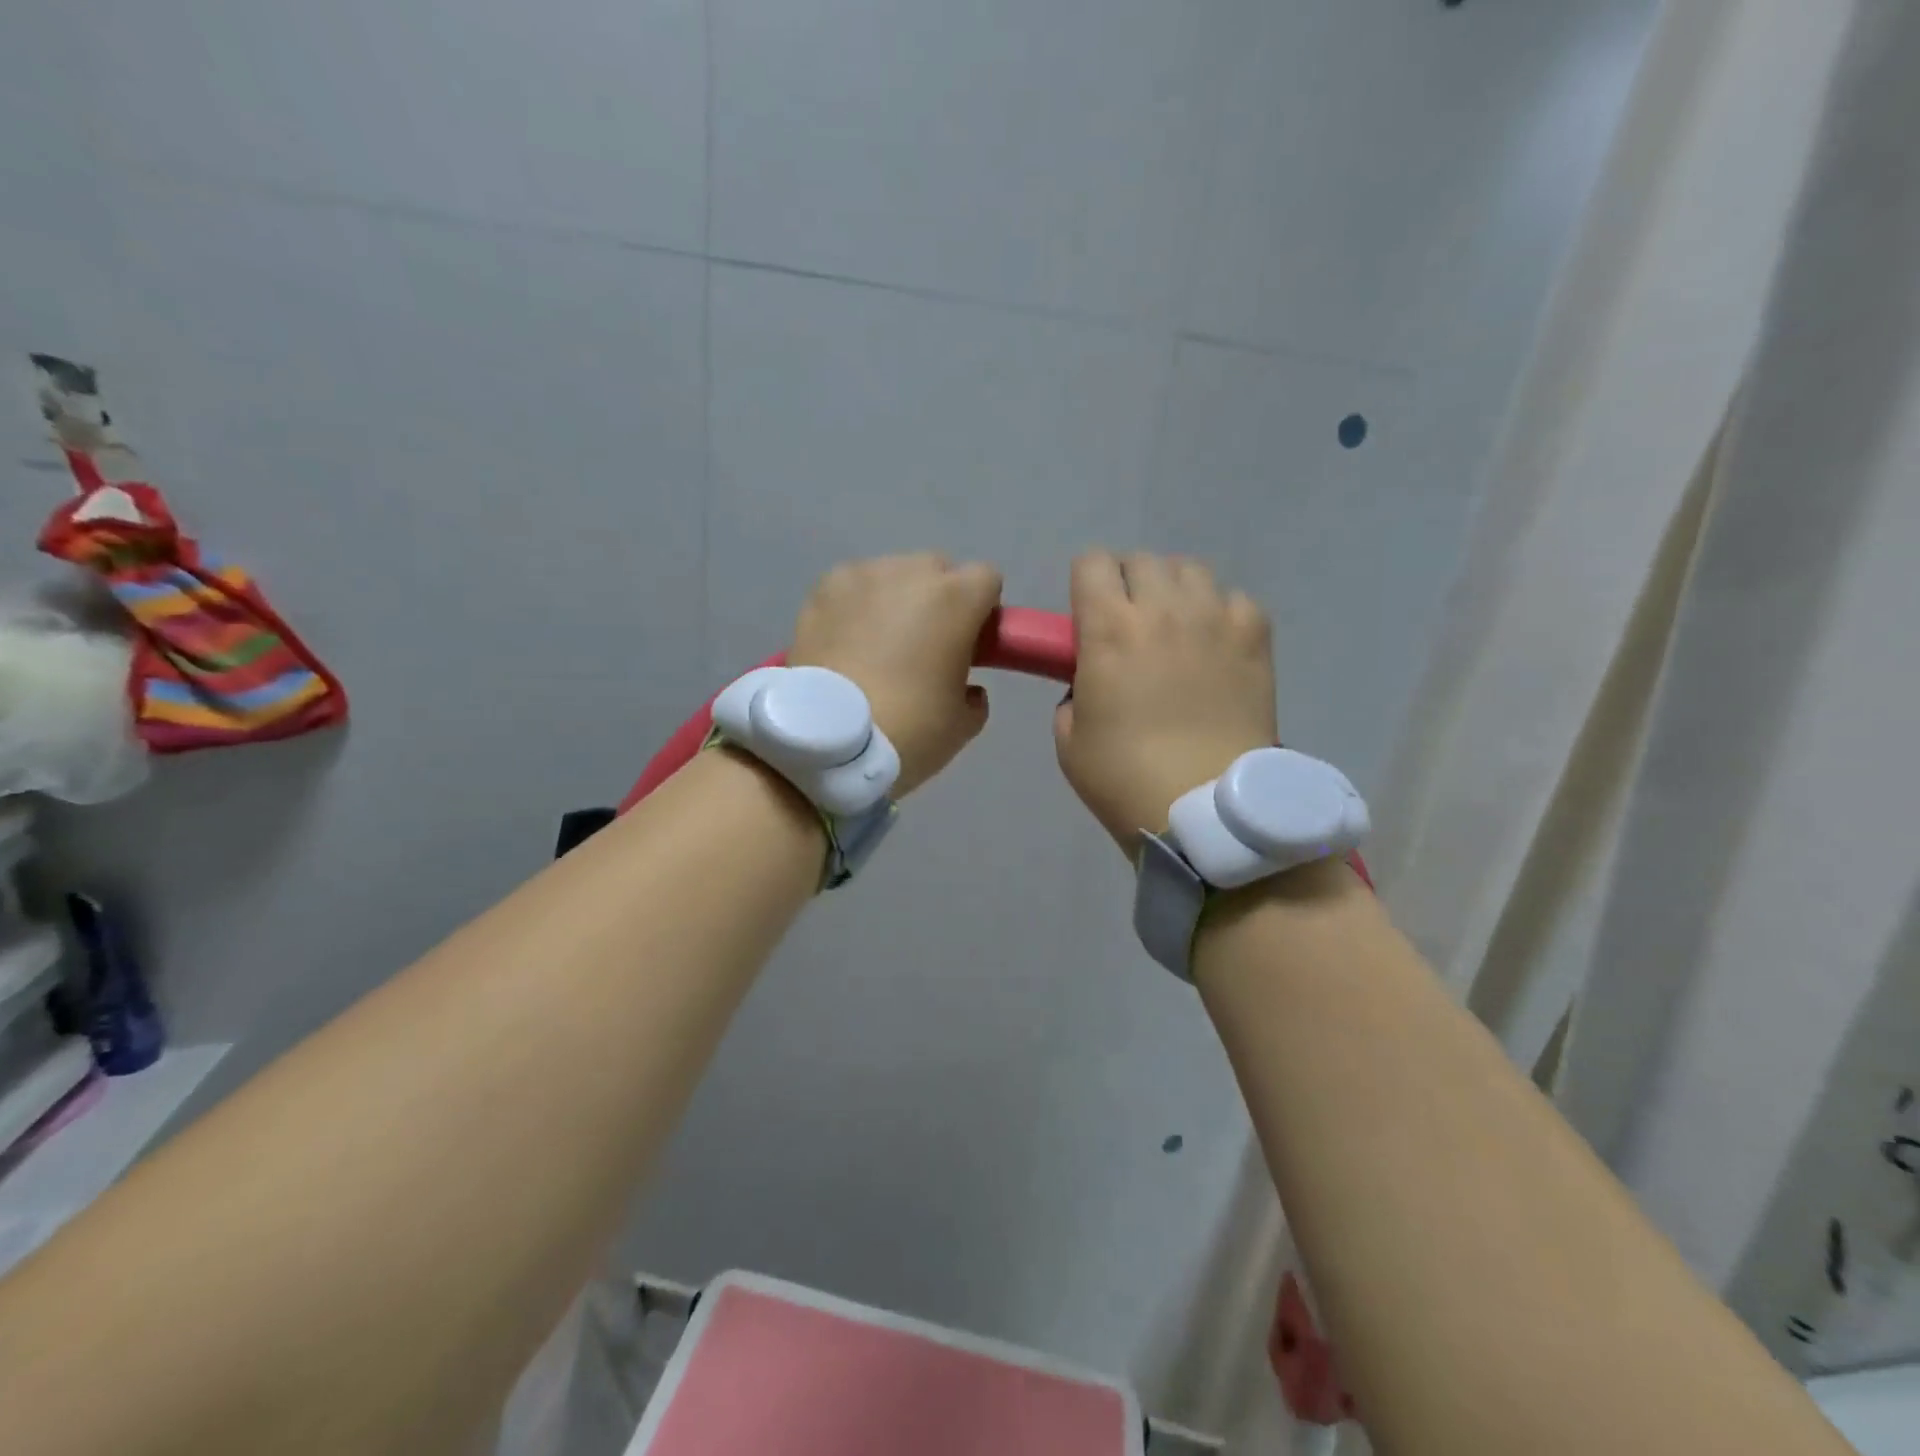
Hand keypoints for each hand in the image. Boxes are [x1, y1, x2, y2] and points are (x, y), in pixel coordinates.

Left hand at [790, 554, 1002, 796]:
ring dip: (894, 600)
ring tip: (877, 647)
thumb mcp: (962, 725)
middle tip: (924, 647)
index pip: (986, 579)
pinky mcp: (822, 590)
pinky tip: (845, 643)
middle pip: (937, 571)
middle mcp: (910, 572)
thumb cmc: (908, 729)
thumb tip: (966, 688)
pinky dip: (855, 607)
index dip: (981, 610)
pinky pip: (852, 588)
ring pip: (891, 575)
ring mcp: (862, 576)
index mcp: (956, 599)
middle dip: (937, 600)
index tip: (970, 643)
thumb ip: (974, 696)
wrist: (828, 741)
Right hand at [1054, 550, 1276, 852]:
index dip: (1085, 583)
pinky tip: (1215, 648)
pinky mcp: (1255, 637)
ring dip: (1174, 591)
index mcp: (1109, 629)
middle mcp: (1163, 609)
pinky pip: (1235, 599)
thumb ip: (1073, 693)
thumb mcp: (1069, 740)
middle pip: (1141, 560)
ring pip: (1190, 570)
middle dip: (1127, 583)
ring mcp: (1215, 619)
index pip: (1092, 563)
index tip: (1086, 612)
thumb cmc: (1125, 778)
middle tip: (1129, 624)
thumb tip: (1093, 680)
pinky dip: (1220, 614)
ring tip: (1175, 629)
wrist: (1206, 810)